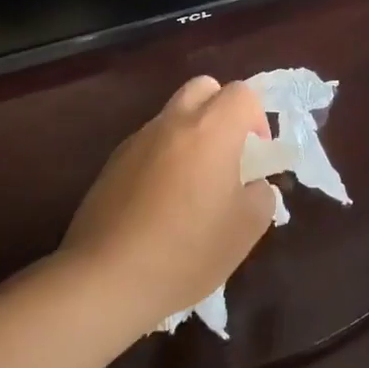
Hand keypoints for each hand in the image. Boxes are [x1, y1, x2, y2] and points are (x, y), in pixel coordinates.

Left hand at [58, 77, 277, 335]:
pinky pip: (149, 145)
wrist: (107, 279)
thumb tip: (253, 185)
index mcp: (211, 130)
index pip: (242, 93)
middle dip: (222, 110)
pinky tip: (162, 204)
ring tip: (194, 185)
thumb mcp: (246, 229)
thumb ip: (261, 195)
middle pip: (203, 88)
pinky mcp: (112, 165)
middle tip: (229, 152)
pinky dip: (164, 158)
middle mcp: (172, 123)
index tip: (257, 153)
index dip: (257, 117)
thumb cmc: (187, 250)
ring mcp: (137, 141)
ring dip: (191, 135)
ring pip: (173, 117)